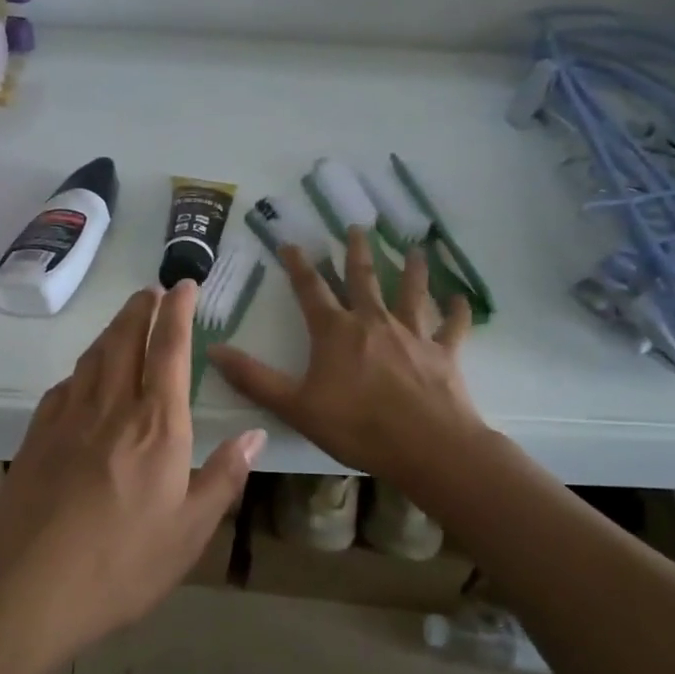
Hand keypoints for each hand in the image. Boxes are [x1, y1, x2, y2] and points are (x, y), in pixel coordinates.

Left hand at [0, 282, 265, 656]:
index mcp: (156, 426)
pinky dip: (82, 367)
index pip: (170, 350)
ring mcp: (68, 418)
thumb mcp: (190, 533)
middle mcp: (112, 407)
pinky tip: (83, 375)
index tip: (184, 285)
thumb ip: (224, 478)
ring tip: (125, 318)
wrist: (27, 587)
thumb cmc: (121, 564)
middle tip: (151, 289)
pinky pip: (65, 385)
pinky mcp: (37, 436)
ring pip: (93, 357)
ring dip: (112, 329)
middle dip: (141, 309)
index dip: (178, 312)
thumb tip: (256, 435)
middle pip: (126, 340)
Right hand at [209, 227, 481, 480]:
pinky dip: (457, 311)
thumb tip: (212, 350)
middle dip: (357, 252)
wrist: (427, 446)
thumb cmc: (357, 426)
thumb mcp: (294, 406)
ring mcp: (413, 334)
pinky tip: (462, 299)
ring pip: (412, 292)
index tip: (290, 243)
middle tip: (357, 226)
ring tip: (414, 248)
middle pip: (363, 279)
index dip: (298, 265)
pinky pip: (452, 326)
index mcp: (336, 331)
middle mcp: (374, 322)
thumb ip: (254, 378)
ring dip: (412, 269)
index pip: (311, 289)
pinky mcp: (444, 352)